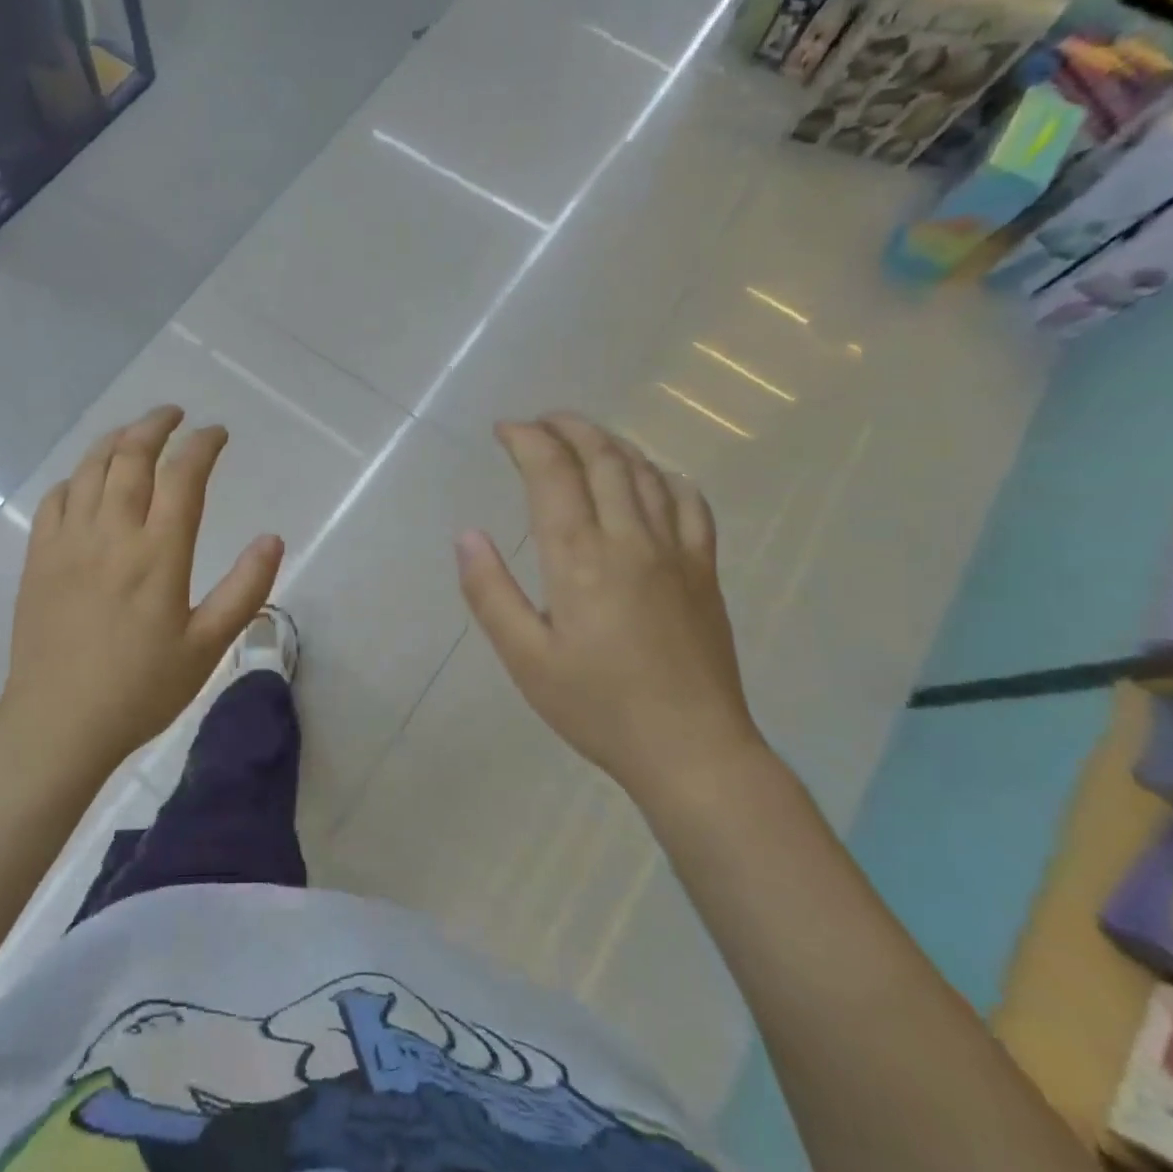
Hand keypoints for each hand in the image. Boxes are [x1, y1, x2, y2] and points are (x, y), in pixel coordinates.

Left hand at [0, 406, 283, 774]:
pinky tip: (86, 480)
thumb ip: (244, 589)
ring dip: (115, 440)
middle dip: (156, 425)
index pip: (183, 475)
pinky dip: (76, 477)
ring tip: (135, 431)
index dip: (203, 445)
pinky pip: (54, 499)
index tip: (218, 434)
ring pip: (89, 468)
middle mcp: (111, 533)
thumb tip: (272, 538)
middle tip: (175, 415)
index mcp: (158, 553)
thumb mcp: (207, 647)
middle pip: (131, 456)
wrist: (58, 723)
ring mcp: (68, 542)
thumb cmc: (141, 689)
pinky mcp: (38, 558)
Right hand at [456, 413, 761, 794]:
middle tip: (539, 422)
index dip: (527, 440)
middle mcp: (630, 539)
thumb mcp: (526, 658)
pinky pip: (691, 503)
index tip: (504, 429)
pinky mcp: (705, 570)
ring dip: (610, 443)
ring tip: (583, 437)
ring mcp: (676, 551)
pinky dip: (665, 476)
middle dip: (567, 428)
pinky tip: (652, 477)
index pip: (552, 473)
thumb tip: (467, 535)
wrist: (691, 749)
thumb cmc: (597, 707)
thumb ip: (490, 592)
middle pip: (602, 458)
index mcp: (580, 558)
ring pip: (645, 472)